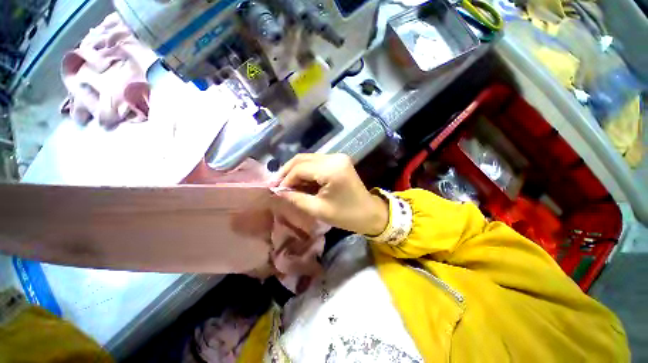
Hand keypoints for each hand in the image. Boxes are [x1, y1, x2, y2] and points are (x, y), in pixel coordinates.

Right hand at [275, 154, 388, 235]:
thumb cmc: (346, 215)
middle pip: (302, 159)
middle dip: (287, 172)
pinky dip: (305, 171)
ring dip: (295, 170)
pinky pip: (315, 162)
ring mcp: (337, 157)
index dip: (285, 179)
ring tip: (285, 184)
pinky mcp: (338, 160)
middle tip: (276, 184)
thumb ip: (296, 198)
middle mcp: (334, 157)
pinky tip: (299, 181)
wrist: (370, 213)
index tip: (275, 190)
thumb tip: (278, 191)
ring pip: (308, 159)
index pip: (300, 169)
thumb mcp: (318, 210)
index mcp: (332, 169)